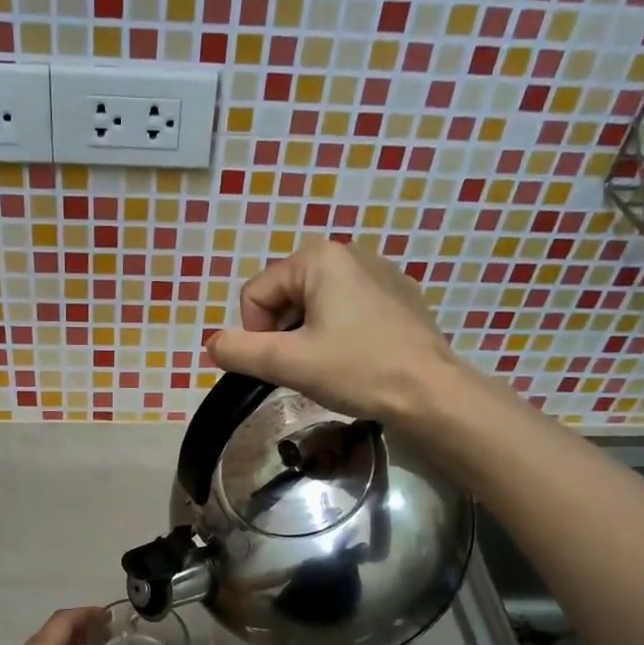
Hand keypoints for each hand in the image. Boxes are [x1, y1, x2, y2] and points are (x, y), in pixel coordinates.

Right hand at [209, 240, 463, 424]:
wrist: (432, 392)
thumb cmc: (358, 371)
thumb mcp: (288, 363)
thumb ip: (240, 351)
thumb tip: (212, 345)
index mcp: (318, 257)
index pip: (256, 294)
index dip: (255, 334)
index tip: (281, 364)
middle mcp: (348, 252)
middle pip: (285, 295)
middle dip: (284, 333)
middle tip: (305, 367)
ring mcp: (378, 271)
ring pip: (315, 304)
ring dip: (309, 335)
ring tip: (331, 365)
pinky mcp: (398, 294)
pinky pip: (347, 308)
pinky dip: (339, 332)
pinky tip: (357, 358)